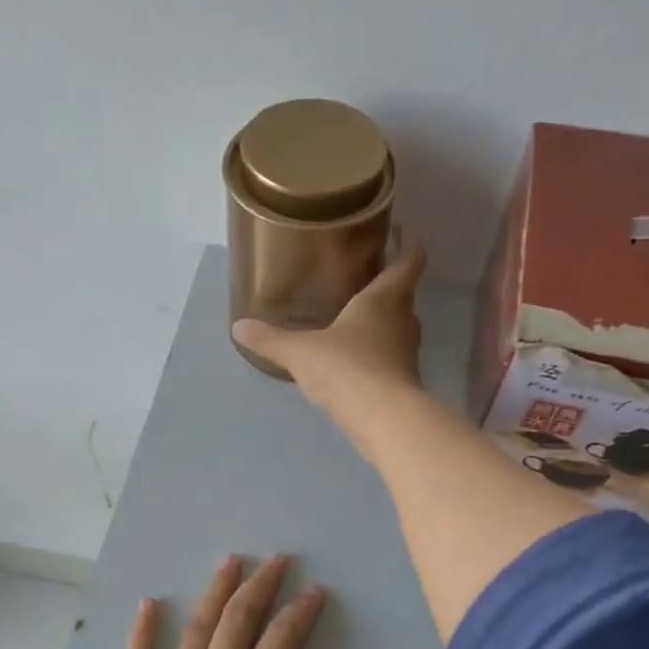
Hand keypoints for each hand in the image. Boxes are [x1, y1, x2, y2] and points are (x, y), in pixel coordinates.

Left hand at [108, 554, 343, 648]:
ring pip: (194, 632)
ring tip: (229, 561)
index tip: (316, 590)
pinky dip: (141, 631)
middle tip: (276, 560)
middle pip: (237, 623)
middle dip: (261, 586)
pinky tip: (147, 603)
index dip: (301, 612)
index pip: (282, 643)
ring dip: (214, 593)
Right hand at [231, 235, 426, 418]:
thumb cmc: (346, 368)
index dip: (410, 243)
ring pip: (398, 327)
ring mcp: (407, 352)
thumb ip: (271, 339)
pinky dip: (376, 352)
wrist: (383, 418)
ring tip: (354, 317)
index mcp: (384, 298)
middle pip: (403, 294)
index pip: (409, 261)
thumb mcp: (300, 352)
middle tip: (364, 276)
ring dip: (382, 320)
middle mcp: (403, 320)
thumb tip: (238, 327)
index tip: (404, 230)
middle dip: (388, 284)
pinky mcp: (404, 380)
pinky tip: (354, 359)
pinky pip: (390, 356)